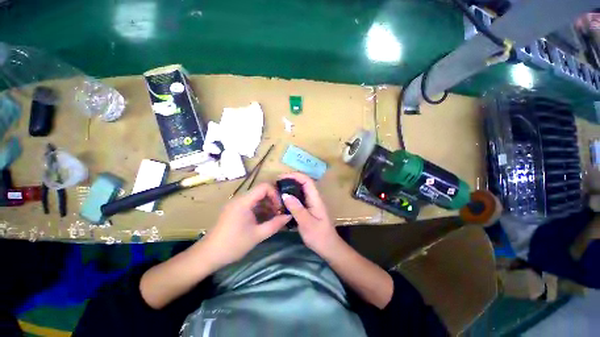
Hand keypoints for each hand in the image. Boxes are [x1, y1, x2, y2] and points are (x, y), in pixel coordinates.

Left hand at [202, 183, 291, 266]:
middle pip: (261, 191)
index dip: (275, 193)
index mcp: (244, 201)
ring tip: (275, 217)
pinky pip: (252, 204)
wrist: (208, 255)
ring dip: (268, 205)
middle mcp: (240, 199)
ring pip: (257, 198)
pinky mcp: (235, 210)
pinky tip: (266, 219)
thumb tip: (290, 216)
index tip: (280, 206)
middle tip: (280, 213)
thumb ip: (275, 224)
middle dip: (273, 200)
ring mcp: (237, 204)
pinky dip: (261, 209)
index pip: (264, 186)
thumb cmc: (233, 245)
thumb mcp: (257, 235)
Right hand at [279, 172, 340, 255]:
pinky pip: (299, 198)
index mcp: (316, 199)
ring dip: (291, 186)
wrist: (329, 247)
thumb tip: (285, 194)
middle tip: (277, 182)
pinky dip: (291, 195)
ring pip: (301, 190)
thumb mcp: (307, 223)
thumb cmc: (319, 236)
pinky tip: (283, 200)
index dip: (295, 175)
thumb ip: (297, 209)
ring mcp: (312, 203)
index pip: (307, 181)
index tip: (281, 177)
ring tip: (278, 189)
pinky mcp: (309, 208)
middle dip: (291, 179)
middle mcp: (314, 198)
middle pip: (304, 183)